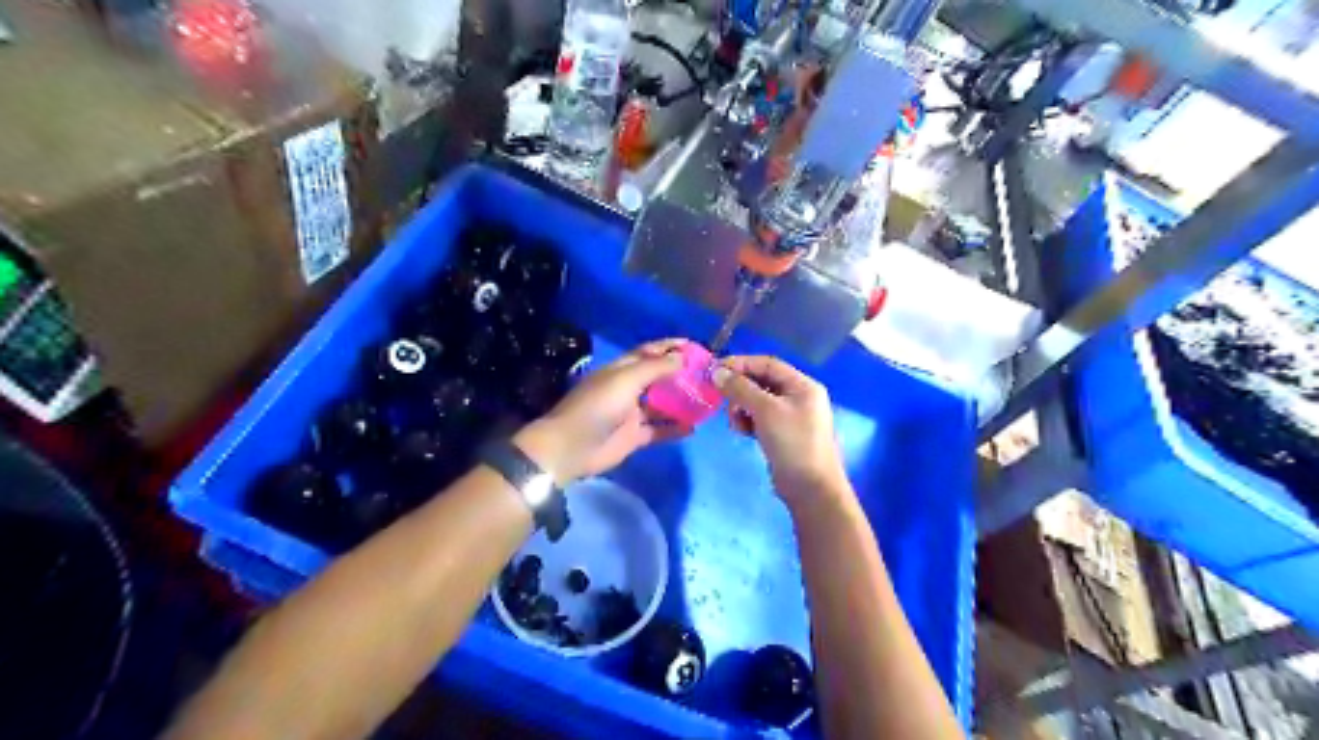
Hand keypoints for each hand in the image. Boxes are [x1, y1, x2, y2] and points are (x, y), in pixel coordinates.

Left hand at [514, 338, 690, 483]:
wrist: (572, 447)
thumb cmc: (598, 407)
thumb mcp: (626, 380)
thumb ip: (655, 369)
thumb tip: (682, 357)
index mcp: (622, 370)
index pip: (649, 352)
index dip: (670, 347)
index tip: (696, 347)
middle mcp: (628, 389)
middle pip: (659, 378)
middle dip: (681, 375)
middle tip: (708, 375)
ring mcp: (631, 414)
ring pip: (662, 404)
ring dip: (681, 402)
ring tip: (706, 400)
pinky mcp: (634, 436)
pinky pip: (659, 429)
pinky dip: (675, 428)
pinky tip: (694, 427)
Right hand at [718, 357, 848, 505]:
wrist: (810, 489)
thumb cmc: (792, 443)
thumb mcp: (766, 411)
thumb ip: (741, 388)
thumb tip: (717, 371)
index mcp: (802, 385)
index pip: (767, 364)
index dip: (741, 364)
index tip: (715, 371)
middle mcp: (799, 396)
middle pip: (762, 381)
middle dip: (740, 389)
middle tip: (721, 399)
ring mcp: (791, 416)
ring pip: (758, 401)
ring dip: (741, 407)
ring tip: (735, 422)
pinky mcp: (782, 434)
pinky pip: (760, 418)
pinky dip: (748, 421)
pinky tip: (742, 432)